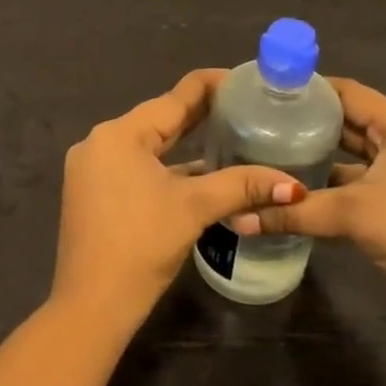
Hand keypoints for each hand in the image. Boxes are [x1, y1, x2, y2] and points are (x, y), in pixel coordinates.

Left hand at [51, 69, 300, 334]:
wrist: (91, 305)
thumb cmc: (141, 245)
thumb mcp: (194, 208)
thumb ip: (242, 186)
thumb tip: (294, 185)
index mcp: (120, 133)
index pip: (175, 97)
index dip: (213, 86)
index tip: (247, 80)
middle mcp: (101, 141)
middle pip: (160, 119)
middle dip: (202, 115)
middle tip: (246, 106)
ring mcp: (92, 168)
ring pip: (148, 145)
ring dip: (184, 142)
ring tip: (229, 133)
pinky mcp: (93, 191)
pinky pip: (136, 165)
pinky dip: (166, 166)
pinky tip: (197, 171)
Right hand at [236, 77, 385, 333]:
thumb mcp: (351, 214)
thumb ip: (293, 212)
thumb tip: (238, 218)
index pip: (348, 92)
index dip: (310, 89)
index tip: (268, 91)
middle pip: (346, 123)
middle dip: (306, 123)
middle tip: (259, 122)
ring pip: (347, 158)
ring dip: (314, 159)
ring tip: (266, 154)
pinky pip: (351, 186)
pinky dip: (324, 189)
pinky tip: (289, 195)